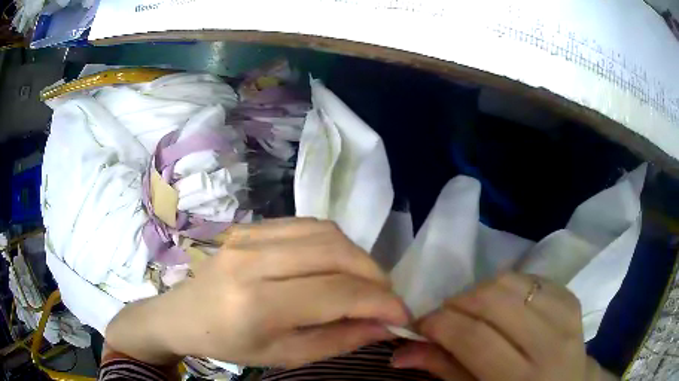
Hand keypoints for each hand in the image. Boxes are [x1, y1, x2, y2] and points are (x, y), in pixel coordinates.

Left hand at [106, 218, 408, 366]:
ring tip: (363, 283)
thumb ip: (340, 339)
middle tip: (385, 299)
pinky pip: (308, 224)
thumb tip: (386, 324)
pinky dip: (334, 244)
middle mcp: (253, 259)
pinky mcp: (250, 225)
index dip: (381, 302)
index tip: (402, 315)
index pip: (338, 293)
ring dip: (358, 257)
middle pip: (337, 252)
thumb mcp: (286, 356)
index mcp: (257, 303)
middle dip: (375, 276)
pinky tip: (334, 265)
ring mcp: (249, 235)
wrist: (183, 314)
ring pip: (327, 232)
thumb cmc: (229, 344)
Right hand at [392, 273, 610, 380]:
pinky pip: (531, 278)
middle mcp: (548, 343)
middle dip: (457, 302)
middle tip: (444, 316)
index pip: (474, 337)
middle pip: (493, 300)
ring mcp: (565, 315)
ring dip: (480, 290)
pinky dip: (507, 286)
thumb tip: (400, 352)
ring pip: (511, 281)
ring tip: (472, 309)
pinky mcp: (571, 298)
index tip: (420, 324)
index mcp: (520, 379)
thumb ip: (443, 369)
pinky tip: (503, 305)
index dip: (439, 324)